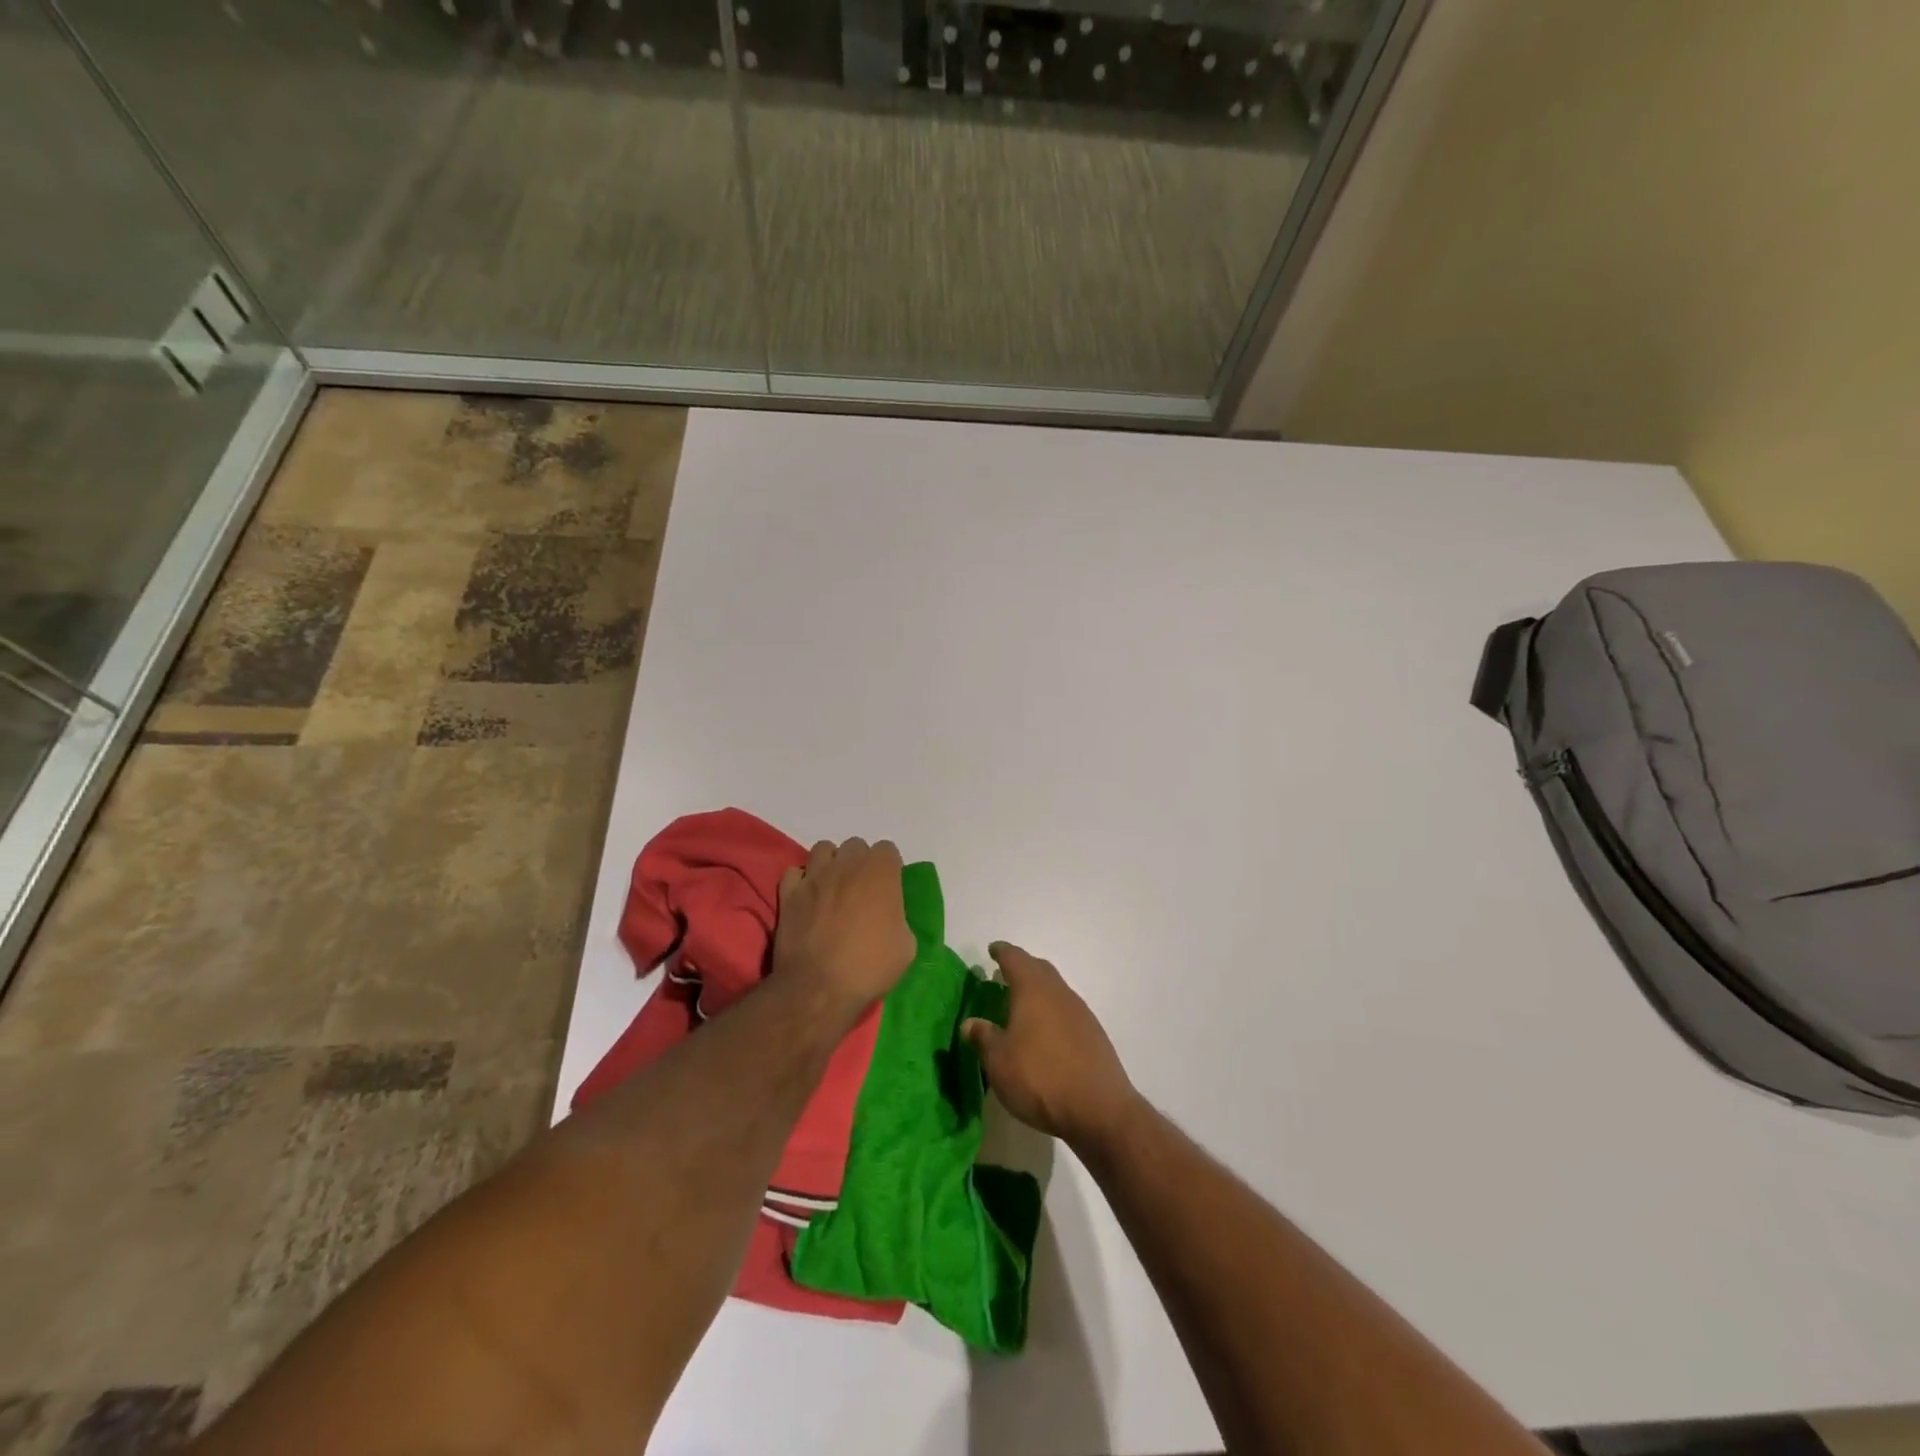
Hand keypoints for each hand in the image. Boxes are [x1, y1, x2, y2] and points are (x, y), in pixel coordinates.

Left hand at [773, 838, 915, 1015]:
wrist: (818, 987)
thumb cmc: (869, 966)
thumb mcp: (906, 946)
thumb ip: (899, 918)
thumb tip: (889, 916)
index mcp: (880, 872)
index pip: (887, 850)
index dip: (889, 869)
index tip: (888, 890)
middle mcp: (847, 864)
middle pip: (855, 846)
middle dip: (859, 862)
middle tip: (861, 890)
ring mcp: (814, 876)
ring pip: (823, 850)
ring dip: (830, 864)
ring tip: (833, 888)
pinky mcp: (789, 893)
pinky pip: (795, 872)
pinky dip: (801, 881)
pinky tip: (808, 898)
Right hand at [962, 943, 1139, 1148]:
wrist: (1099, 1109)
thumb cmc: (1040, 1078)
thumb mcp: (999, 1062)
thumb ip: (984, 1037)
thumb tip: (971, 1022)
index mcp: (1033, 989)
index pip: (1015, 958)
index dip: (1002, 952)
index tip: (992, 950)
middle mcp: (1059, 993)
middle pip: (1039, 969)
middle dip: (1021, 968)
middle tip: (1003, 976)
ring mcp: (1081, 1013)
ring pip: (1055, 990)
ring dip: (1038, 991)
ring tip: (1021, 1007)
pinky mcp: (1094, 1035)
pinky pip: (1067, 1011)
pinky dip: (1052, 1012)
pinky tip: (1045, 1034)